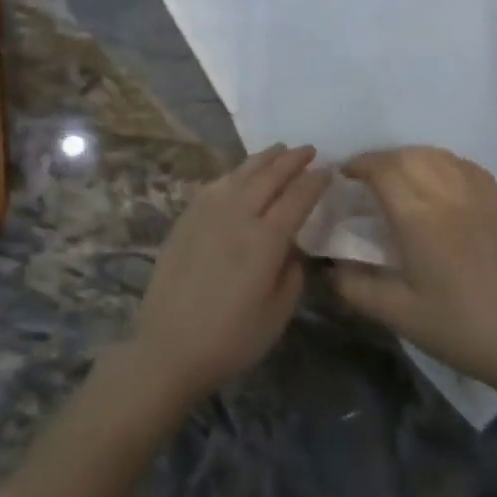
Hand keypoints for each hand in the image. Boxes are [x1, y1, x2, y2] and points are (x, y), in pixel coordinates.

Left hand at [129, 145, 330, 402]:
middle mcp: (237, 216)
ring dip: (263, 159)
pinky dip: (233, 173)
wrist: (169, 347)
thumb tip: (292, 247)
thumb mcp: (277, 315)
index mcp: (266, 240)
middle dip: (292, 160)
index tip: (328, 170)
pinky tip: (239, 173)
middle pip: (269, 177)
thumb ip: (292, 274)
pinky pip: (215, 185)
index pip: (297, 198)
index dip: (314, 181)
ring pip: (240, 174)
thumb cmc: (231, 338)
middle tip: (309, 150)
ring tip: (278, 149)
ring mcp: (208, 213)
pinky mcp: (186, 219)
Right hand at [331, 147, 496, 396]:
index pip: (383, 169)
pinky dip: (442, 163)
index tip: (343, 176)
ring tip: (397, 176)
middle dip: (381, 159)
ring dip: (410, 157)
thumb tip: (329, 265)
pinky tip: (436, 179)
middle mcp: (448, 195)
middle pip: (408, 156)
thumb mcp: (395, 313)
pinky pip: (465, 166)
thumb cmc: (456, 327)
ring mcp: (479, 197)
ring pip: (438, 155)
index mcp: (419, 218)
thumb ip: (353, 285)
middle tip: (365, 178)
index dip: (359, 165)